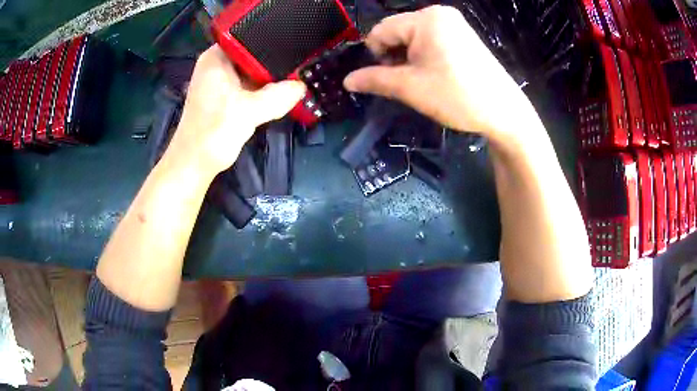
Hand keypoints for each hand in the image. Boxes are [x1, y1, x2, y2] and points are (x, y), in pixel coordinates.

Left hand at [166, 45, 305, 174]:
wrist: (195, 164)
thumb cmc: (213, 134)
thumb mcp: (249, 112)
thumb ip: (279, 96)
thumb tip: (303, 86)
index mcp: (216, 57)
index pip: (250, 37)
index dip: (275, 41)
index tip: (297, 47)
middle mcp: (217, 63)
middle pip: (254, 53)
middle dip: (275, 61)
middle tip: (301, 64)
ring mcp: (221, 78)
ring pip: (253, 70)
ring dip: (270, 77)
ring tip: (295, 75)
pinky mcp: (225, 93)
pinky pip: (249, 83)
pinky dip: (263, 88)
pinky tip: (280, 90)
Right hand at [344, 6, 532, 137]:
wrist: (504, 111)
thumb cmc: (457, 96)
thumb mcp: (411, 88)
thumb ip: (375, 80)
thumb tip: (347, 81)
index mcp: (425, 19)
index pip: (381, 30)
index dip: (376, 55)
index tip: (387, 79)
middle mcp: (439, 14)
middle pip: (397, 32)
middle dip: (395, 57)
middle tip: (407, 82)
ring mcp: (454, 23)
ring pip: (413, 37)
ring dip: (409, 58)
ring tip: (423, 81)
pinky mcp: (462, 35)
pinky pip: (431, 40)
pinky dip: (424, 56)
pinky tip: (435, 74)